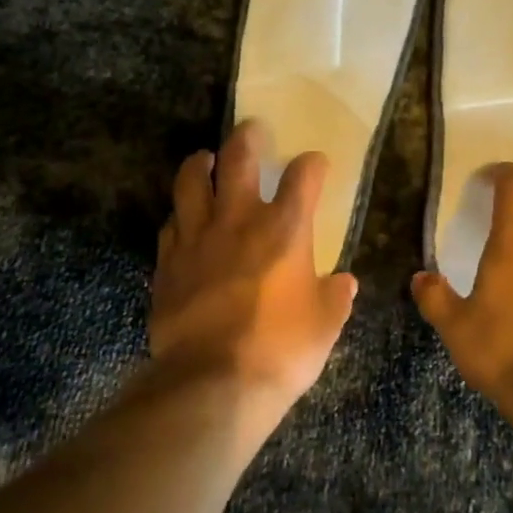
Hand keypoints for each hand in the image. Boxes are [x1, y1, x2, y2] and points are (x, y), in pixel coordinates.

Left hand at [149, 121, 358, 413]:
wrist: (213, 382)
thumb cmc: (281, 351)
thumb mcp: (324, 326)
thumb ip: (335, 297)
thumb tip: (343, 282)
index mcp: (285, 230)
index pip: (303, 177)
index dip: (312, 165)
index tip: (315, 164)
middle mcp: (240, 220)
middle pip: (239, 158)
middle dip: (248, 138)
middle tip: (253, 130)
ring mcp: (198, 238)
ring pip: (192, 181)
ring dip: (202, 163)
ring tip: (207, 158)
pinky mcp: (168, 262)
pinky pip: (171, 224)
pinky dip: (180, 214)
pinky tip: (184, 218)